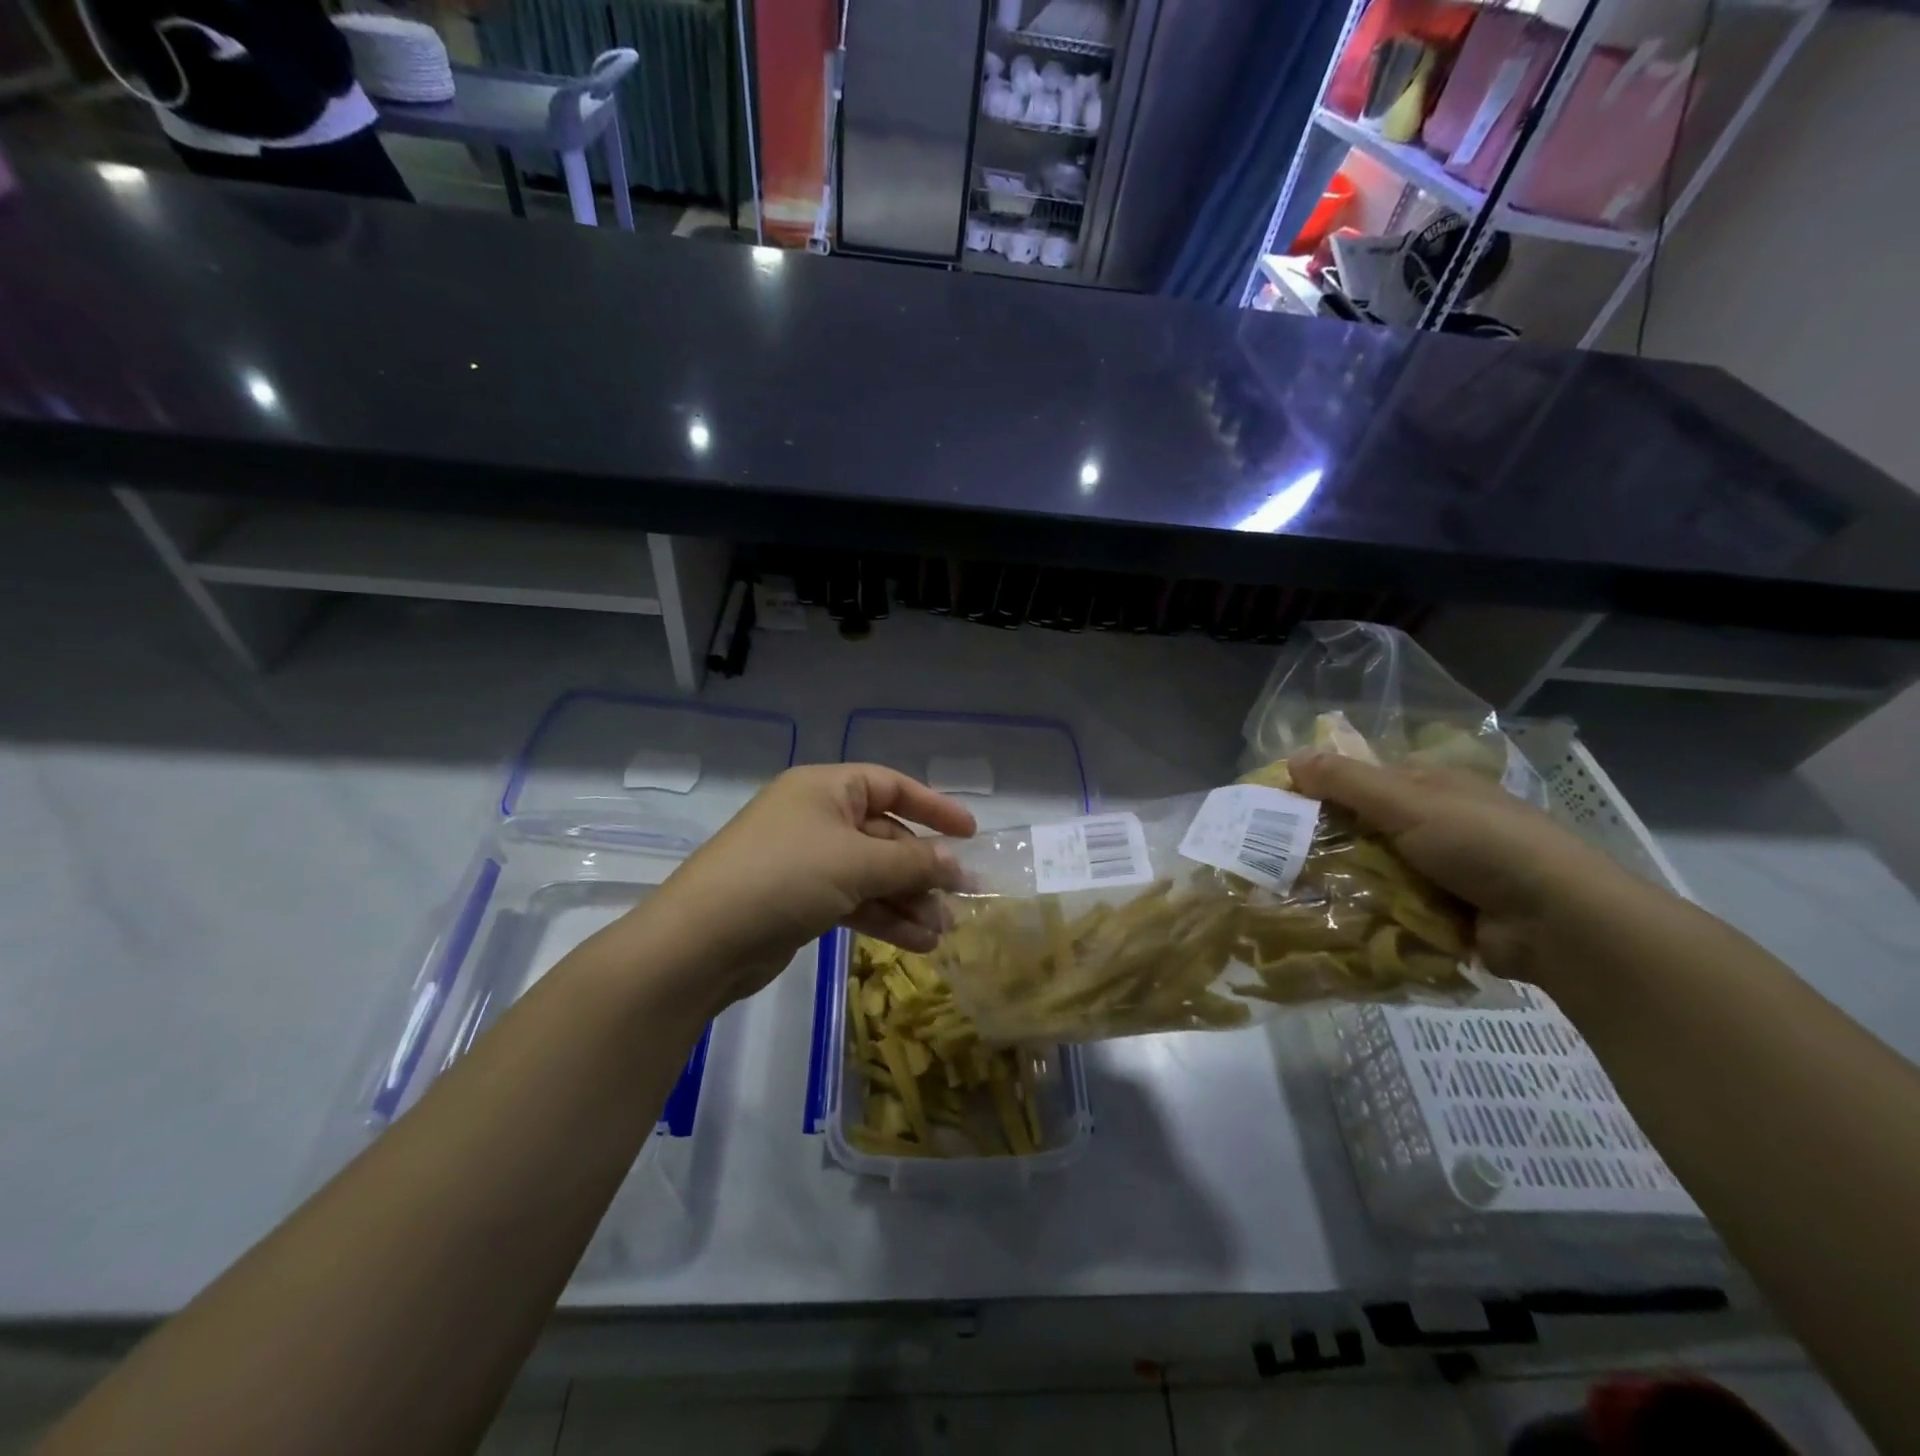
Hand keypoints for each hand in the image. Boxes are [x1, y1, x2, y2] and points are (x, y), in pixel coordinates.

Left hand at [644, 764, 975, 1005]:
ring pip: (872, 874)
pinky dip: (883, 918)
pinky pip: (854, 901)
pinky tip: (916, 942)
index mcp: (825, 789)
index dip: (933, 807)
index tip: (970, 832)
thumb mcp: (856, 863)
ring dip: (908, 900)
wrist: (702, 941)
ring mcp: (807, 861)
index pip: (891, 786)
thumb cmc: (784, 877)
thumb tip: (957, 864)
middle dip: (922, 869)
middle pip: (884, 836)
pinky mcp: (800, 901)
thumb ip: (913, 863)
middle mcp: (817, 818)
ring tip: (941, 931)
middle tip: (960, 897)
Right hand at [1288, 750, 1640, 983]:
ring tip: (1292, 893)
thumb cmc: (1482, 843)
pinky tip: (1328, 919)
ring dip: (1342, 880)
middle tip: (1277, 857)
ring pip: (1372, 869)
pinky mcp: (1442, 911)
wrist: (1558, 921)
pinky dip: (1365, 912)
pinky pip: (1389, 906)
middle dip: (1326, 841)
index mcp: (1430, 786)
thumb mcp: (1408, 802)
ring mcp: (1440, 869)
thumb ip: (1347, 782)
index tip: (1280, 810)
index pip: (1362, 780)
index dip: (1321, 790)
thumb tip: (1290, 758)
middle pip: (1362, 827)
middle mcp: (1434, 823)